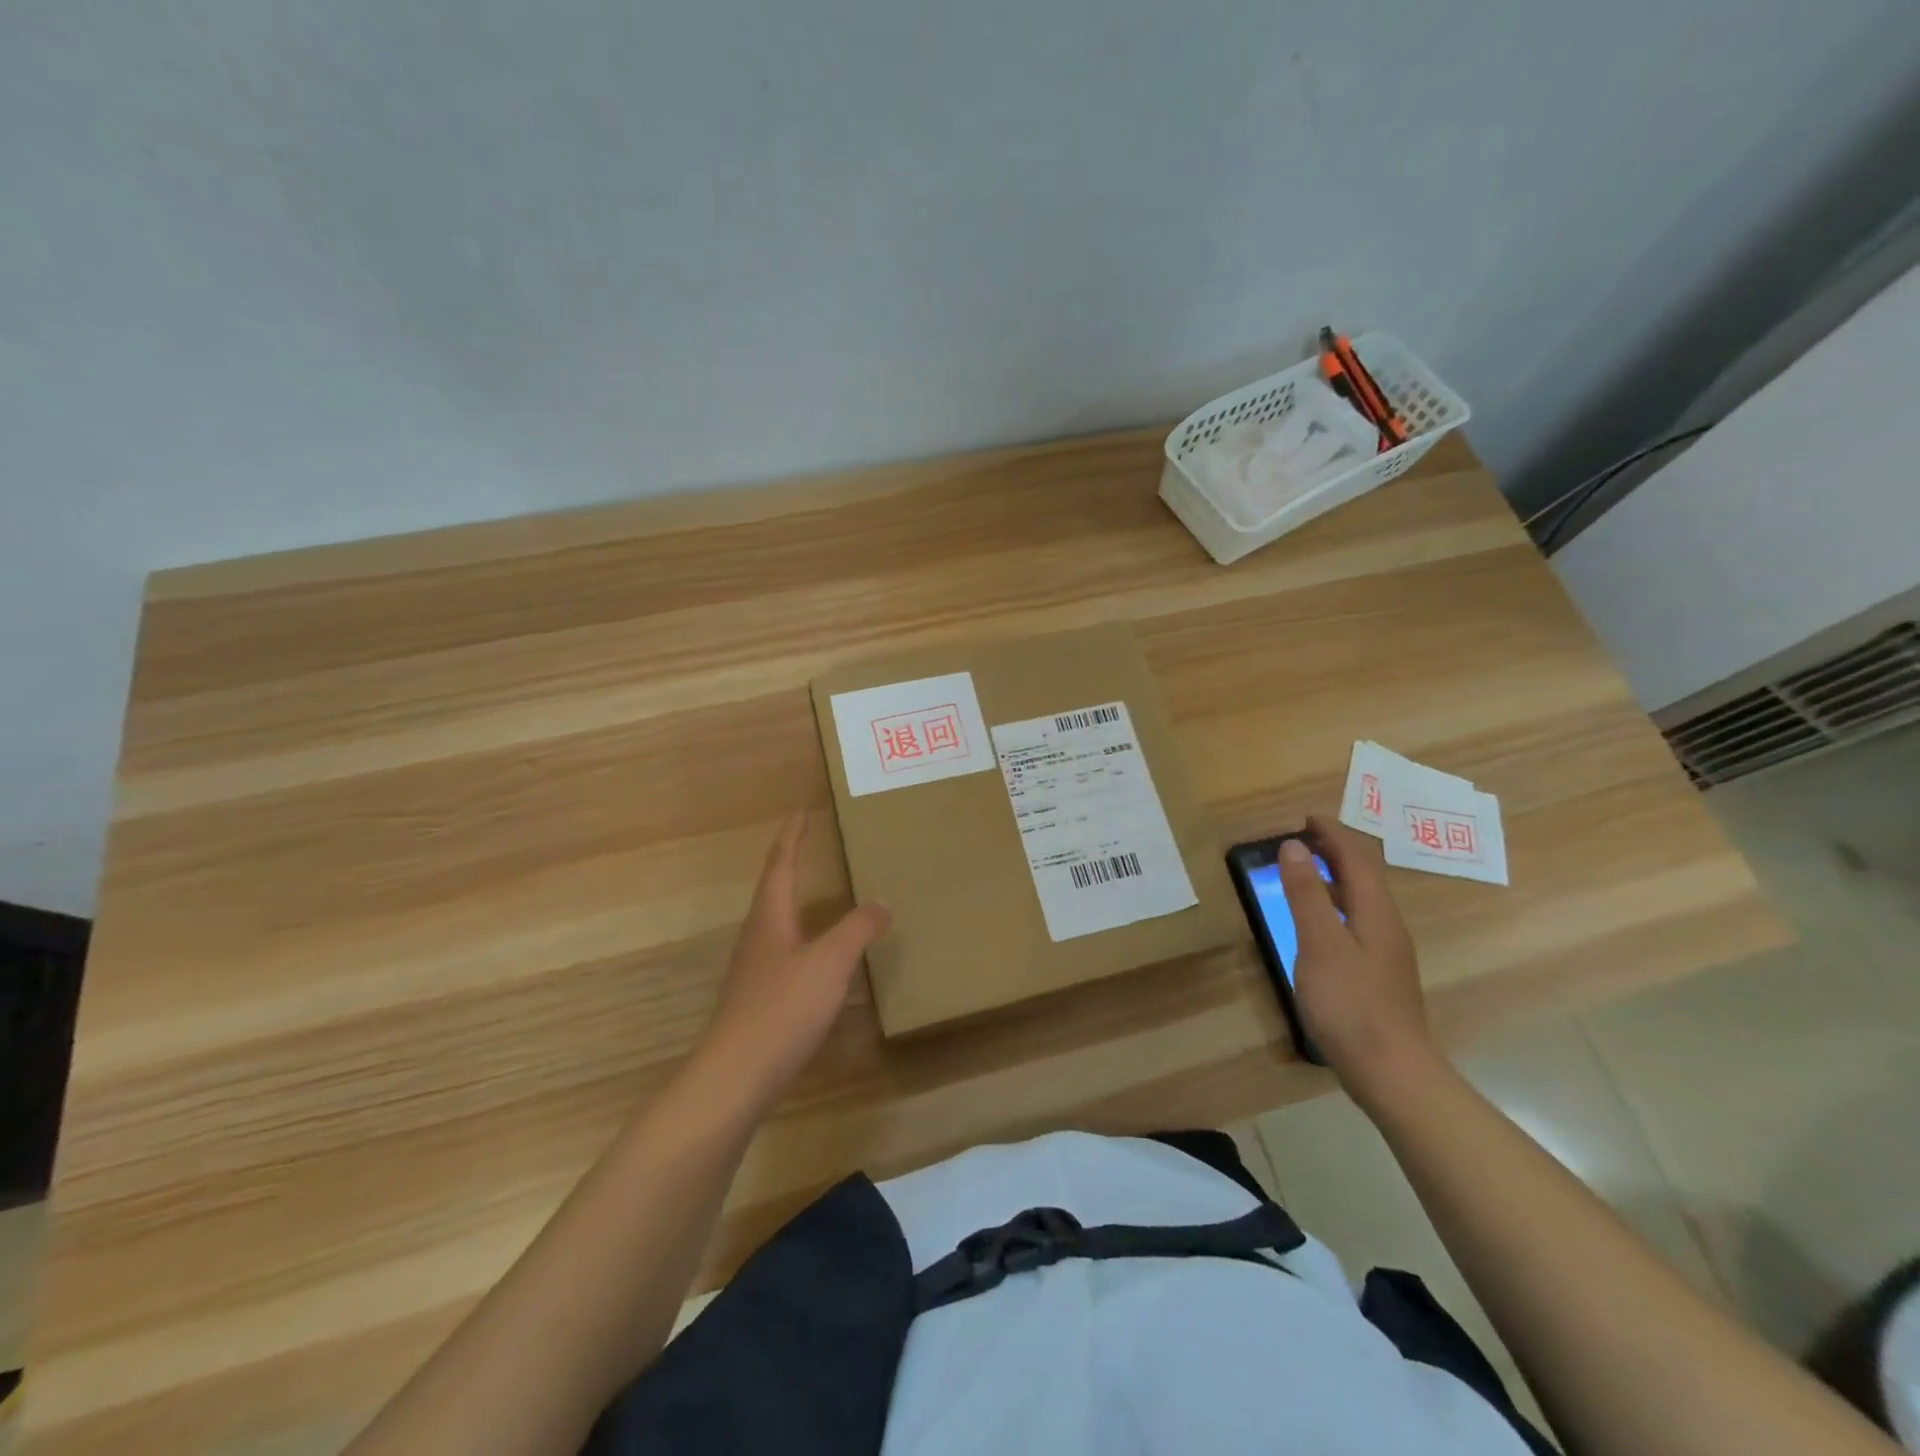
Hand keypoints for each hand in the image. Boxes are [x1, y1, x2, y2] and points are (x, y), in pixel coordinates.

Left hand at [695, 814, 891, 1106]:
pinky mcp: (761, 998)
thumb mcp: (829, 963)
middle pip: (775, 890)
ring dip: (799, 902)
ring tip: (824, 895)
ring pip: (780, 923)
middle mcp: (758, 936)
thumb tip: (881, 901)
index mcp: (770, 917)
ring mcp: (756, 969)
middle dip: (793, 865)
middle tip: (815, 846)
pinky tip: (824, 957)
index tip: (800, 811)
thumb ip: (856, 929)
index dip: (792, 836)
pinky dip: (808, 939)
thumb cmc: (782, 1008)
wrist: (736, 1076)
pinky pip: (788, 953)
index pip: (781, 864)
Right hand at [1278, 816, 1441, 1103]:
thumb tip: (1294, 846)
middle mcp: (1387, 927)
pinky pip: (1356, 921)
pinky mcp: (1378, 975)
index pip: (1357, 858)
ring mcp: (1386, 953)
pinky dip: (1335, 905)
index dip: (1333, 834)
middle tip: (1301, 838)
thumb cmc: (1351, 1005)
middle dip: (1336, 850)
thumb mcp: (1319, 944)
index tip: (1305, 818)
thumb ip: (1306, 894)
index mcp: (1376, 913)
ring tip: (1304, 871)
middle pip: (1365, 876)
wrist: (1393, 1074)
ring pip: (1361, 900)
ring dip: (1335, 877)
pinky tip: (1317, 924)